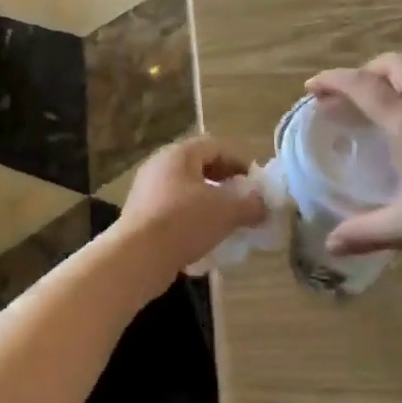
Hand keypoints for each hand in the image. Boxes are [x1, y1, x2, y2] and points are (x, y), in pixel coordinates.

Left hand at [112, 136, 268, 290]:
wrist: (137, 256)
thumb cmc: (184, 221)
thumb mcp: (226, 211)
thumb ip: (251, 205)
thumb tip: (264, 205)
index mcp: (179, 154)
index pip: (216, 146)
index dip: (240, 161)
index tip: (256, 184)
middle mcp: (160, 166)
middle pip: (200, 167)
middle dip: (225, 183)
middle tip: (244, 202)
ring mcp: (147, 191)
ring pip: (187, 191)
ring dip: (210, 203)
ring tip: (228, 222)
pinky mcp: (141, 216)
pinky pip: (174, 210)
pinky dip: (193, 219)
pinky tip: (206, 238)